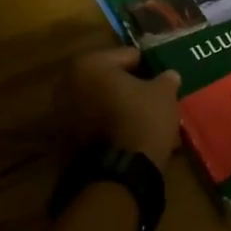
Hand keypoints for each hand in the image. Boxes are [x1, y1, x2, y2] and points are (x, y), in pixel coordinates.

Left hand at [63, 46, 181, 166]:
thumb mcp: (164, 95)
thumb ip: (166, 79)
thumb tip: (168, 75)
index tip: (161, 80)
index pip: (128, 56)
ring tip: (143, 121)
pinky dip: (108, 126)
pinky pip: (93, 123)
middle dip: (129, 88)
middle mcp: (68, 82)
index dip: (149, 68)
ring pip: (100, 102)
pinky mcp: (64, 138)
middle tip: (152, 99)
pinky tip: (128, 137)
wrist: (117, 174)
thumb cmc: (141, 121)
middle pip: (109, 79)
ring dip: (117, 107)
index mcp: (90, 64)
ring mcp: (62, 112)